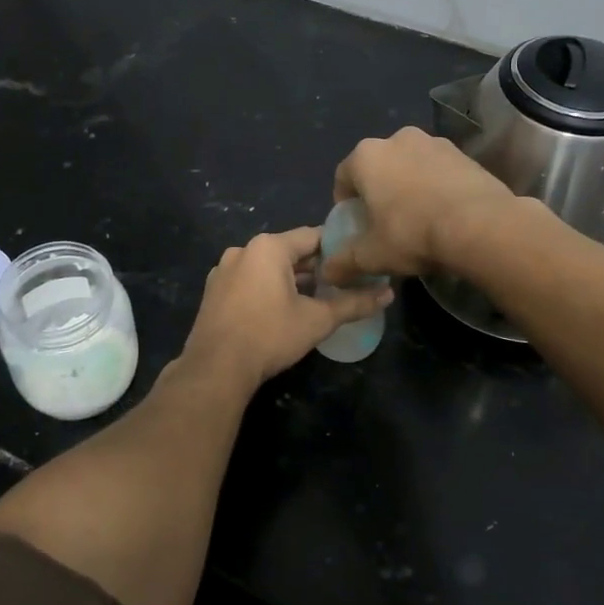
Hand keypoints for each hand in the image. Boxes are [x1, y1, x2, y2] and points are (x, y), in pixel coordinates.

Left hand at [181, 227, 393, 387]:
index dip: (337, 247)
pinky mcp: (214, 290)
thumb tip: (389, 294)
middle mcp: (243, 250)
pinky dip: (268, 288)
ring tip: (316, 297)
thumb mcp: (318, 320)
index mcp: (268, 247)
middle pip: (289, 251)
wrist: (216, 368)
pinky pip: (249, 280)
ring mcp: (224, 270)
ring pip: (268, 267)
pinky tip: (282, 310)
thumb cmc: (270, 336)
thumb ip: (354, 304)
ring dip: (291, 279)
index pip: (313, 236)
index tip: (356, 261)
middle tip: (342, 283)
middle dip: (315, 266)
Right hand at [323, 127, 516, 283]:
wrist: (481, 226)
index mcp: (366, 156)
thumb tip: (328, 272)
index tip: (355, 226)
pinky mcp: (464, 153)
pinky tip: (445, 214)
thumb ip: (344, 262)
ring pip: (410, 166)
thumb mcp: (372, 255)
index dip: (345, 204)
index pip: (343, 177)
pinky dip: (436, 186)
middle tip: (386, 223)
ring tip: (419, 219)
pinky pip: (439, 170)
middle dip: (379, 192)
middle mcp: (397, 139)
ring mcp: (434, 142)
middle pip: (378, 168)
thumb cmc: (413, 234)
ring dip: (409, 187)